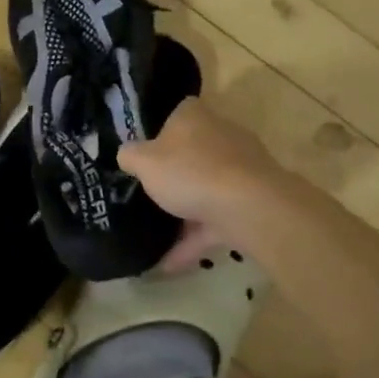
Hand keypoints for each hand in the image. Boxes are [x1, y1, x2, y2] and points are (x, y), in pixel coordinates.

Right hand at [119, 100, 283, 267]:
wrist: (250, 208)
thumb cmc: (190, 172)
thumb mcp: (144, 162)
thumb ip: (130, 156)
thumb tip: (127, 154)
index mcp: (195, 116)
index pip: (177, 113)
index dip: (159, 131)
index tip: (143, 153)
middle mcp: (221, 135)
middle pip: (193, 152)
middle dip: (175, 172)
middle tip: (148, 190)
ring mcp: (241, 169)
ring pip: (206, 187)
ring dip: (185, 211)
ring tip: (156, 234)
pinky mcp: (252, 201)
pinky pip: (216, 219)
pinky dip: (195, 239)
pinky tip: (170, 263)